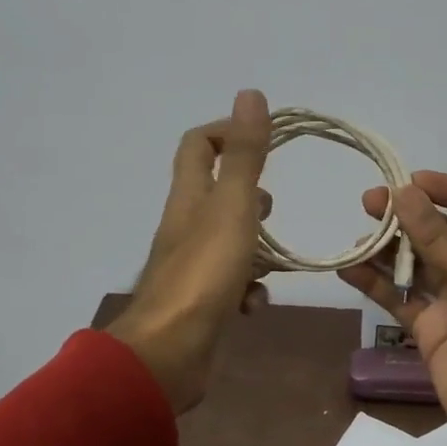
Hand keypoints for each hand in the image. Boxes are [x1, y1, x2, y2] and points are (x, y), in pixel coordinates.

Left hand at [107, 89, 272, 412]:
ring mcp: (192, 267)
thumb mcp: (233, 207)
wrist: (171, 351)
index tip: (265, 140)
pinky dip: (247, 289)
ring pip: (226, 242)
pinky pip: (230, 285)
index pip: (198, 146)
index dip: (227, 132)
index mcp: (190, 198)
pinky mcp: (202, 303)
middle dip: (248, 195)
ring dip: (253, 245)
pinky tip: (257, 303)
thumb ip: (245, 155)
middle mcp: (187, 227)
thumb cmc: (205, 272)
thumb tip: (250, 94)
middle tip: (271, 205)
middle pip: (213, 194)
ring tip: (276, 255)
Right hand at [338, 172, 446, 445]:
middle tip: (368, 204)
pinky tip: (349, 268)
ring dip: (387, 248)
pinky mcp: (431, 328)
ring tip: (357, 236)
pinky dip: (375, 283)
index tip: (411, 181)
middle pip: (443, 231)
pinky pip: (399, 297)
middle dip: (408, 216)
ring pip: (416, 263)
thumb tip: (401, 193)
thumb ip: (437, 234)